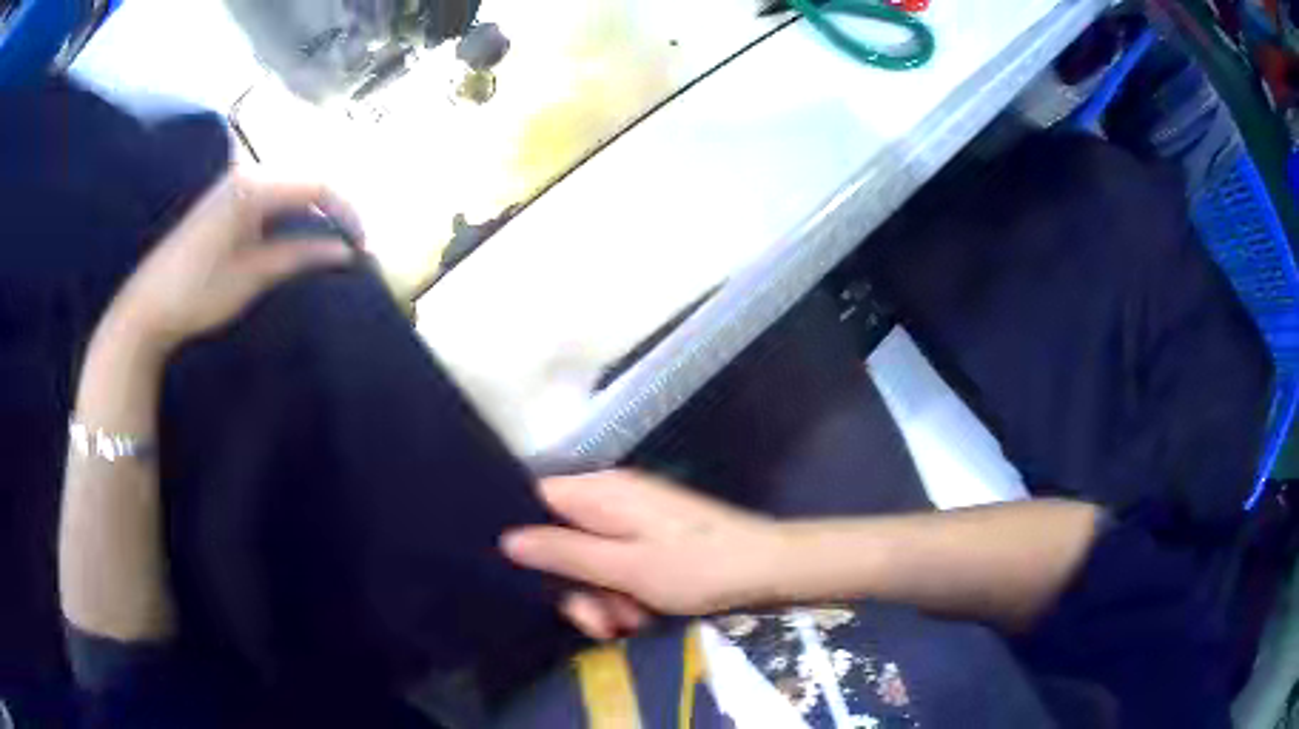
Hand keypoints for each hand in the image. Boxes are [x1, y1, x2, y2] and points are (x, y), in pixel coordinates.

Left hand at [101, 172, 359, 353]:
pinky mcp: (226, 201)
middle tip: (356, 244)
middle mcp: (247, 175)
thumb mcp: (252, 276)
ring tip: (335, 242)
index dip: (348, 213)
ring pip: (291, 188)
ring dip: (315, 213)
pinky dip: (292, 216)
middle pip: (307, 181)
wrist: (147, 307)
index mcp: (253, 187)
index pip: (318, 186)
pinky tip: (300, 236)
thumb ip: (300, 256)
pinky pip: (272, 198)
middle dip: (336, 210)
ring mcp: (234, 186)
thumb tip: (346, 253)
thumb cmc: (197, 293)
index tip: (365, 245)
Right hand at [502, 471, 783, 638]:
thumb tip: (508, 537)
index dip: (526, 536)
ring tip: (631, 623)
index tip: (529, 579)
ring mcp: (635, 518)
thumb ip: (564, 553)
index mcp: (602, 492)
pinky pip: (619, 564)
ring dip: (603, 598)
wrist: (769, 569)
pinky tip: (645, 616)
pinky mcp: (653, 538)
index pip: (538, 498)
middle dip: (577, 587)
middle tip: (601, 621)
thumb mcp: (624, 568)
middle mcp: (614, 497)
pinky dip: (625, 592)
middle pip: (564, 539)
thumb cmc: (697, 568)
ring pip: (591, 559)